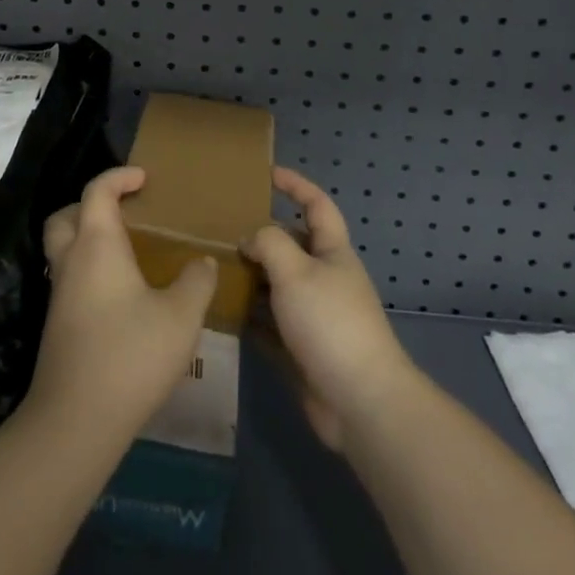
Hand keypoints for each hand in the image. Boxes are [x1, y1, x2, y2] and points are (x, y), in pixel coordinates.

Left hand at [30, 166, 217, 443]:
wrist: (75, 421)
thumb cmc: (130, 355)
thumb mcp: (181, 317)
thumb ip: (196, 282)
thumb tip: (203, 262)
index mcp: (97, 245)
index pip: (97, 191)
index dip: (119, 176)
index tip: (144, 177)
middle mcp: (71, 262)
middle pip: (66, 215)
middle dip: (90, 204)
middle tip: (124, 212)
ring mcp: (59, 295)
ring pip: (63, 248)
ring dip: (87, 238)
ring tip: (127, 251)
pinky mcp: (57, 324)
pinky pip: (69, 278)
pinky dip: (89, 269)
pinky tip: (120, 294)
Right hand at [242, 166, 418, 452]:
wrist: (359, 401)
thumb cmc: (330, 323)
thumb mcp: (296, 271)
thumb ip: (269, 244)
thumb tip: (250, 239)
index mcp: (333, 253)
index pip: (316, 206)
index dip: (295, 185)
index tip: (267, 173)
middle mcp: (325, 279)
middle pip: (292, 246)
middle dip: (262, 236)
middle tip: (222, 228)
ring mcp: (314, 317)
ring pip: (277, 286)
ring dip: (251, 278)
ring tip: (214, 267)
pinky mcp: (302, 350)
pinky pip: (269, 324)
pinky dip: (249, 317)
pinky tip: (222, 312)